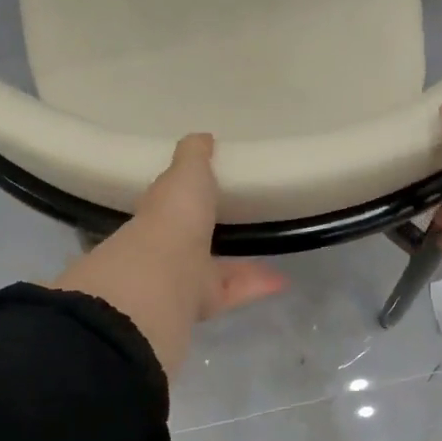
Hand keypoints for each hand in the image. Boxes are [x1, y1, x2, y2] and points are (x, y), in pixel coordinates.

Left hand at [50, 135, 287, 377]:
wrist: (163, 276)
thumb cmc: (173, 216)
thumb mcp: (186, 172)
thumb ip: (194, 155)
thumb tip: (202, 137)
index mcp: (158, 213)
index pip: (170, 202)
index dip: (185, 195)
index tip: (207, 188)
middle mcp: (166, 247)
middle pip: (190, 240)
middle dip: (209, 234)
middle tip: (238, 223)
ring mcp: (182, 279)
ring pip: (214, 270)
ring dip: (241, 264)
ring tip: (273, 253)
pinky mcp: (203, 304)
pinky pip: (235, 291)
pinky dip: (257, 285)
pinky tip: (283, 279)